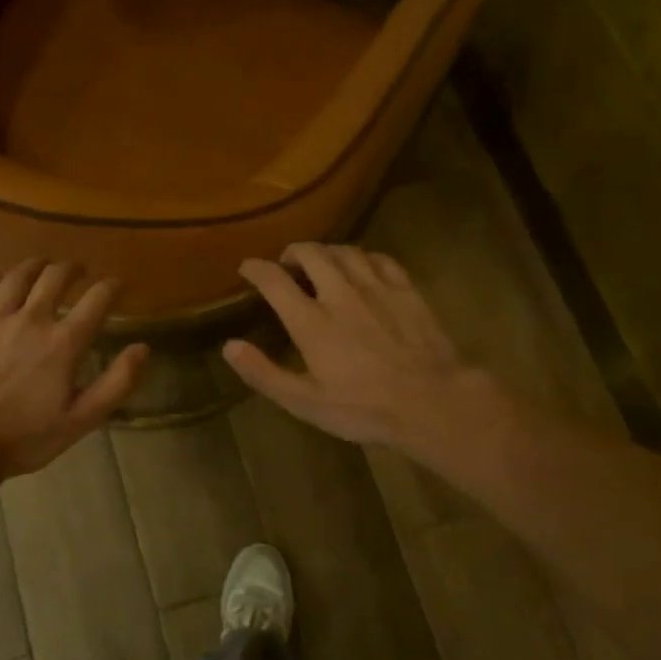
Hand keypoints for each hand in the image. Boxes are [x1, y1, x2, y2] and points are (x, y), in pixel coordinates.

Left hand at [0, 260, 148, 477]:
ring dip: (35, 265)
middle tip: (79, 270)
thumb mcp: (81, 420)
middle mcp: (31, 319)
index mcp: (64, 342)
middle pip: (55, 277)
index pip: (97, 300)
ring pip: (17, 277)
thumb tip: (142, 348)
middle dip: (72, 268)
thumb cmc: (24, 437)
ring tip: (43, 265)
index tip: (120, 284)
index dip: (113, 286)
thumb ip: (116, 383)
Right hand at [222, 243, 493, 454]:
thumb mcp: (305, 402)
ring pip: (345, 251)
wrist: (431, 401)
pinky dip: (362, 257)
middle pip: (311, 253)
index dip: (255, 269)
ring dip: (326, 251)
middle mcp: (340, 293)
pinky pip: (379, 258)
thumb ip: (264, 373)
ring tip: (320, 262)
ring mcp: (376, 287)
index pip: (274, 280)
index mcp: (311, 321)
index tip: (247, 268)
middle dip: (292, 252)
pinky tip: (362, 267)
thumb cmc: (363, 408)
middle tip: (286, 264)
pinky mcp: (406, 289)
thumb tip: (229, 346)